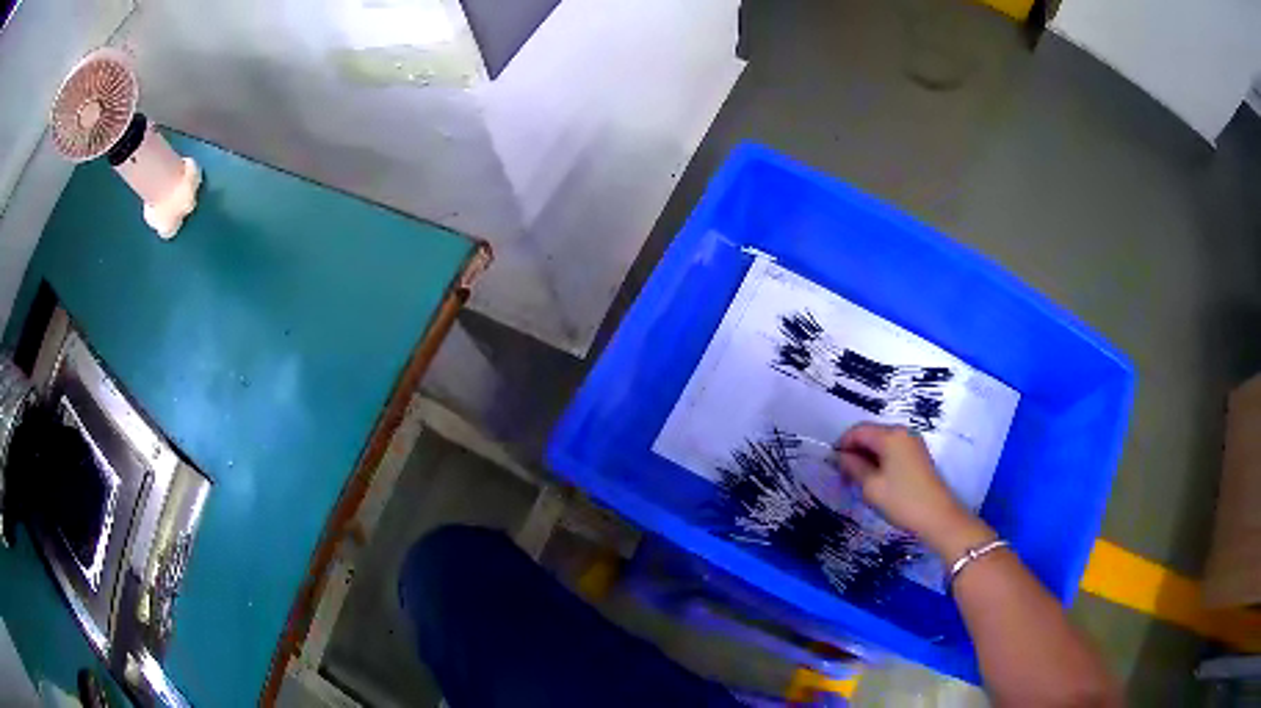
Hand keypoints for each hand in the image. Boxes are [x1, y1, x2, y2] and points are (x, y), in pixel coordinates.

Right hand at [834, 423, 993, 559]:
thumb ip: (853, 467)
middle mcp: (903, 433)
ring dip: (867, 458)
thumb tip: (839, 456)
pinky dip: (880, 461)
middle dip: (854, 451)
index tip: (831, 464)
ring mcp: (913, 444)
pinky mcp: (918, 456)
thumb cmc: (902, 500)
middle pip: (871, 434)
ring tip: (857, 481)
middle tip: (843, 476)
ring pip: (882, 444)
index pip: (858, 430)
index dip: (842, 444)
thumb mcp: (871, 486)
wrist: (938, 517)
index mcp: (890, 436)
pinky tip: (875, 481)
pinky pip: (893, 451)